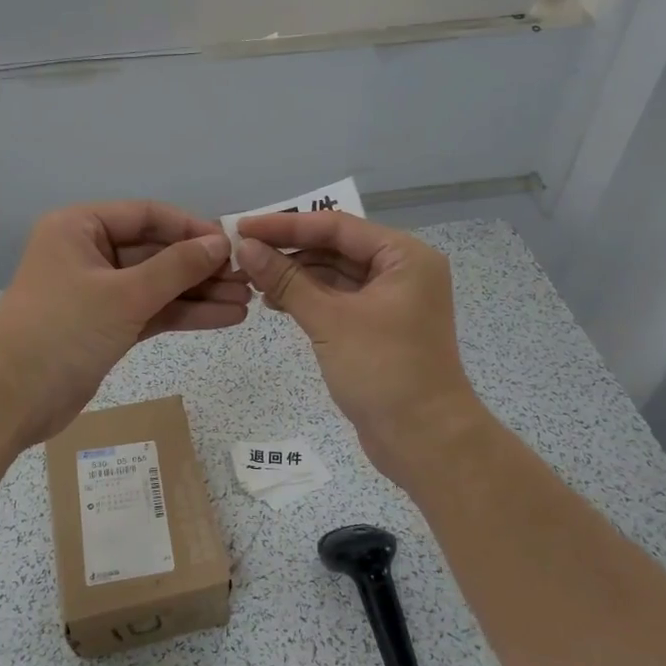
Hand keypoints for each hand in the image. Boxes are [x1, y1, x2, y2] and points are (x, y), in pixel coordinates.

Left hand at [0, 201, 247, 445]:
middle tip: (249, 277)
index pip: (147, 215)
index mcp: (80, 228)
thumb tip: (220, 242)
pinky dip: (184, 315)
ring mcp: (98, 293)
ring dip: (199, 293)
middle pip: (156, 251)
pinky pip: (151, 312)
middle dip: (201, 266)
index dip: (191, 227)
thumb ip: (176, 266)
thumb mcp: (124, 294)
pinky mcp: (105, 327)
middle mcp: (88, 253)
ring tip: (247, 300)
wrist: (10, 400)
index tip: (232, 243)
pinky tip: (225, 318)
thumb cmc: (62, 329)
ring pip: (157, 285)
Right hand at [234, 212, 489, 484]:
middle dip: (289, 250)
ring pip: (335, 274)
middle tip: (241, 253)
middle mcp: (402, 270)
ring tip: (251, 278)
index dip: (286, 225)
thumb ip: (287, 280)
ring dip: (295, 275)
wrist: (424, 440)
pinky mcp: (379, 327)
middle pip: (336, 247)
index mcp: (404, 256)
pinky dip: (308, 298)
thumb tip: (246, 247)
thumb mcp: (330, 321)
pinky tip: (274, 302)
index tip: (242, 226)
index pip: (337, 227)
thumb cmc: (384, 371)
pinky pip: (338, 299)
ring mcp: (391, 300)